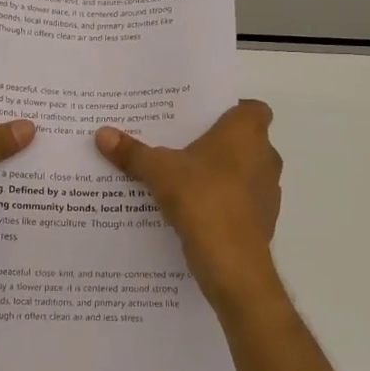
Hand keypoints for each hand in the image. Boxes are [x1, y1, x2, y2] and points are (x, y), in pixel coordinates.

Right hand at [95, 100, 281, 305]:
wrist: (232, 263)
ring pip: (244, 173)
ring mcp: (268, 191)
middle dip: (217, 144)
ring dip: (221, 175)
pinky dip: (223, 203)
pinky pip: (241, 202)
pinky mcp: (263, 221)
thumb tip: (102, 133)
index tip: (202, 119)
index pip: (252, 108)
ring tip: (183, 179)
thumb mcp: (158, 171)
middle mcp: (265, 156)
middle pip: (244, 141)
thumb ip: (132, 152)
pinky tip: (194, 211)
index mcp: (246, 133)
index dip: (230, 110)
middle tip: (181, 146)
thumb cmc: (202, 199)